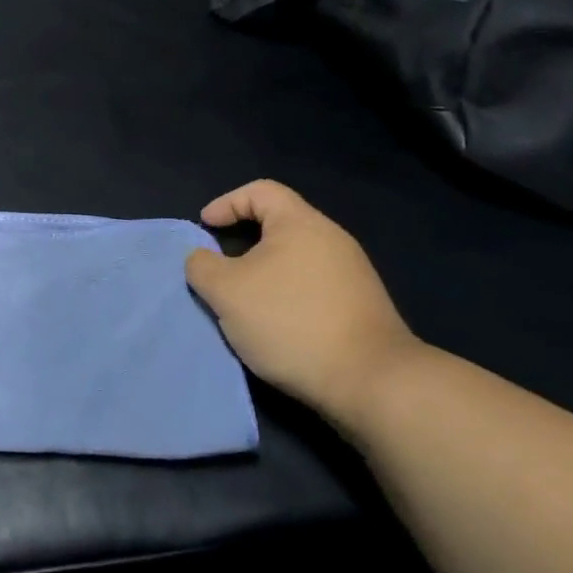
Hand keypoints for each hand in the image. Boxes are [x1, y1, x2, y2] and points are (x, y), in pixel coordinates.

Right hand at [185, 180, 423, 430]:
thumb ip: (202, 265)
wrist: (370, 381)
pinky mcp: (361, 306)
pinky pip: (312, 286)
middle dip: (243, 243)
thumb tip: (202, 257)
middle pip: (278, 226)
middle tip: (219, 269)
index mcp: (301, 224)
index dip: (226, 202)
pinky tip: (276, 325)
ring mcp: (352, 273)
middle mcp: (332, 239)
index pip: (260, 191)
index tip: (205, 228)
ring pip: (294, 260)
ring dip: (263, 274)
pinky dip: (286, 296)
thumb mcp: (226, 291)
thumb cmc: (290, 321)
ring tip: (243, 302)